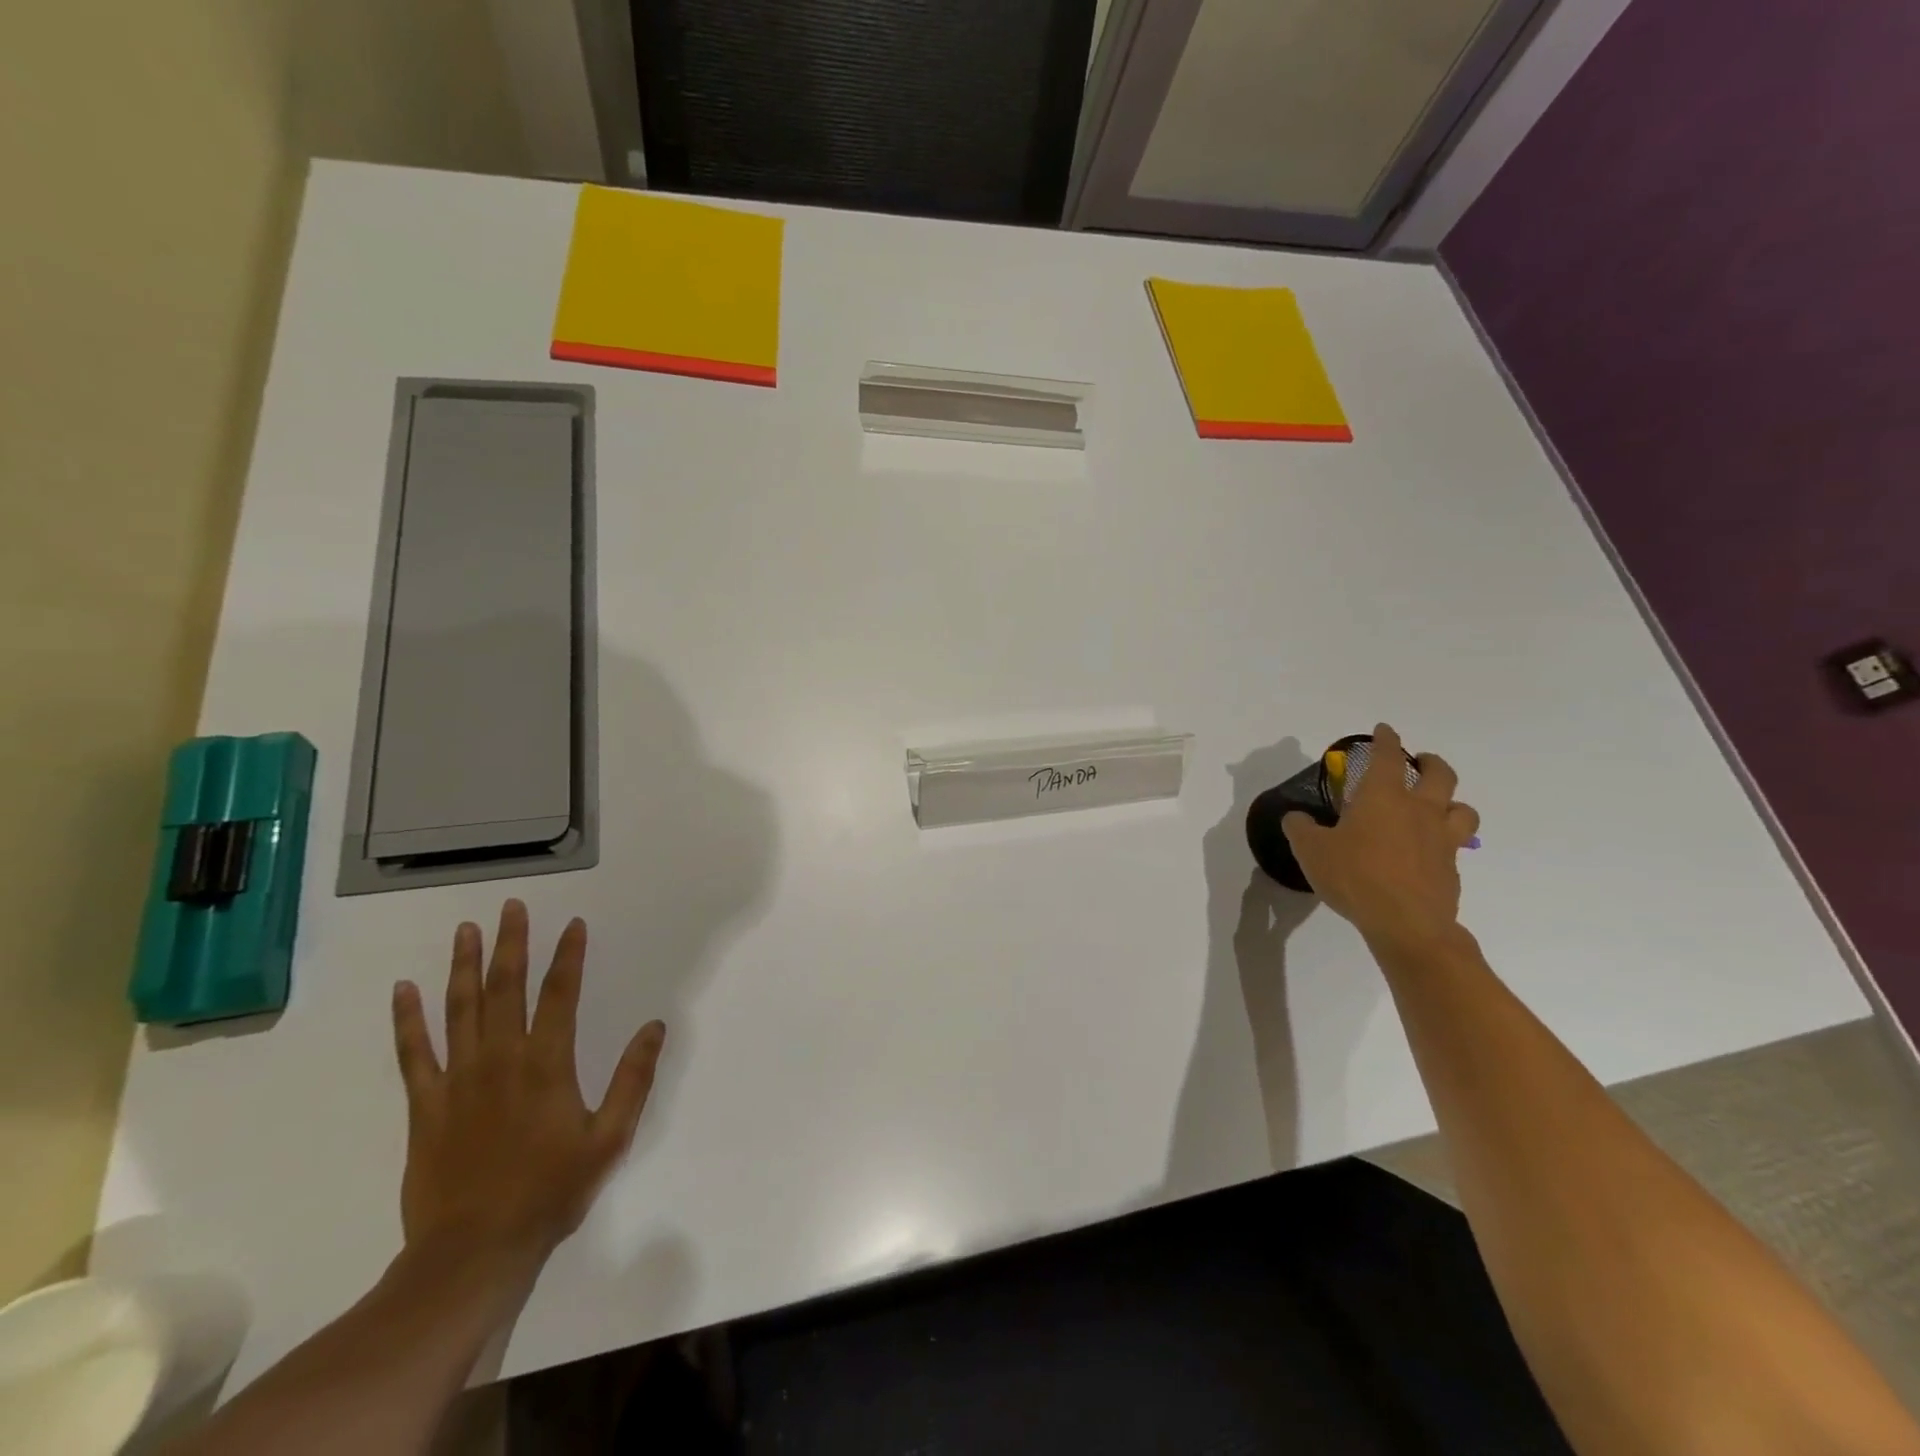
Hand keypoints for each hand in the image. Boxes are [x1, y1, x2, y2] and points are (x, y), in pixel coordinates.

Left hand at [390, 900, 665, 1266]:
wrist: (473, 1252)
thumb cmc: (550, 1192)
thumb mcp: (610, 1138)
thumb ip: (634, 1078)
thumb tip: (655, 1026)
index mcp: (548, 1064)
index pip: (560, 994)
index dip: (568, 956)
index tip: (573, 925)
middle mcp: (501, 1059)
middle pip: (505, 989)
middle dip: (511, 944)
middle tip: (510, 907)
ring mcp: (458, 1079)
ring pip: (460, 1009)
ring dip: (463, 966)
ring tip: (466, 930)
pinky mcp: (426, 1105)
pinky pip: (413, 1053)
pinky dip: (408, 1020)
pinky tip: (404, 990)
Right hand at [1282, 723, 1479, 955]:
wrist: (1406, 924)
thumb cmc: (1355, 876)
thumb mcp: (1311, 851)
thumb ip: (1301, 829)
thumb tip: (1295, 818)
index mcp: (1384, 797)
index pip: (1388, 757)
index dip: (1386, 740)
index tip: (1384, 730)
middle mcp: (1419, 810)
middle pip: (1440, 775)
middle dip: (1431, 762)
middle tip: (1421, 762)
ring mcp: (1442, 840)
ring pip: (1462, 809)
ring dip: (1451, 802)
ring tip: (1437, 807)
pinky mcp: (1452, 869)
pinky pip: (1455, 846)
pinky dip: (1444, 842)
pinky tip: (1426, 853)